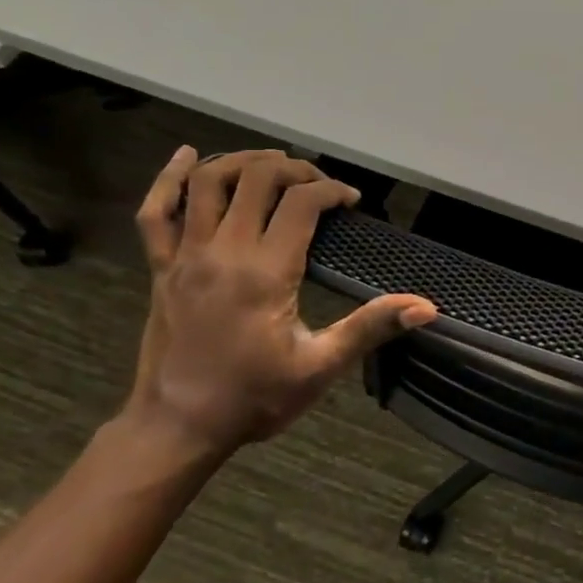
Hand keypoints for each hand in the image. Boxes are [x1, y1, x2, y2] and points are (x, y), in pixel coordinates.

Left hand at [126, 147, 437, 459]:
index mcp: (265, 272)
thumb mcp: (321, 366)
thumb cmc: (255, 398)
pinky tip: (186, 156)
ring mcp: (185, 256)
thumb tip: (426, 308)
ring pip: (207, 182)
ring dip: (242, 161)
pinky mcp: (160, 267)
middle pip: (256, 179)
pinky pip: (155, 211)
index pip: (301, 203)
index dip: (332, 191)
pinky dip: (167, 178)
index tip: (351, 202)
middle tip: (318, 184)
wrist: (178, 426)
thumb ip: (371, 328)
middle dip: (294, 169)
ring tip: (272, 164)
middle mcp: (223, 251)